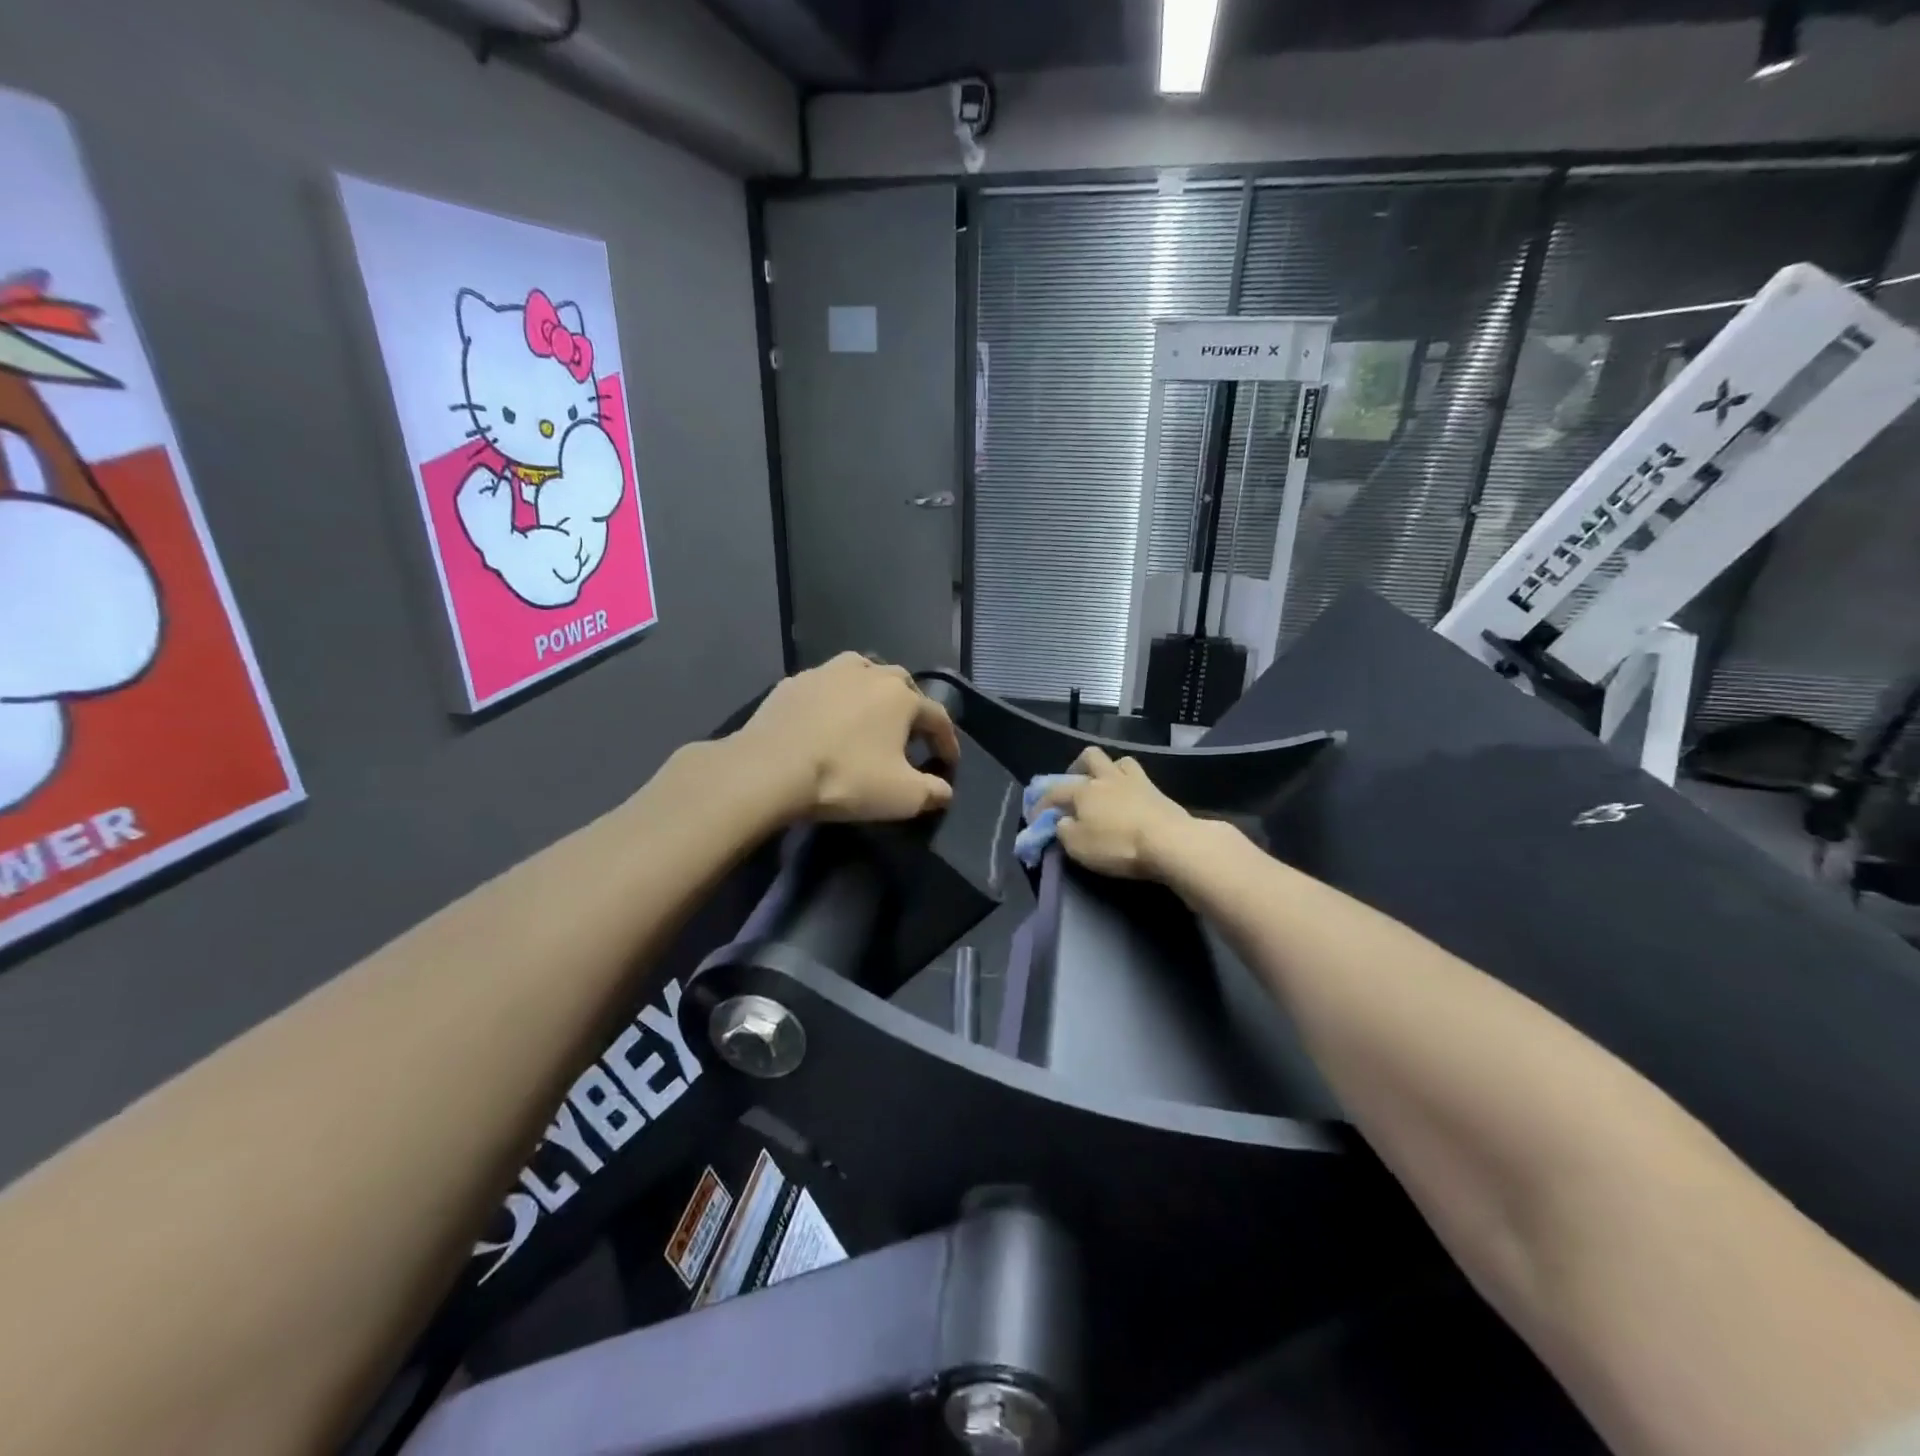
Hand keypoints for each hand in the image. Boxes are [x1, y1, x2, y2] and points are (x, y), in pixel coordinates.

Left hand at [736, 653, 959, 823]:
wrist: (770, 768)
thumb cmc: (846, 778)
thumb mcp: (902, 797)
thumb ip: (933, 793)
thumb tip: (944, 791)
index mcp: (902, 697)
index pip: (938, 718)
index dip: (947, 742)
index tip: (948, 764)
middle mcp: (869, 673)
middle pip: (902, 686)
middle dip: (912, 709)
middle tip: (909, 736)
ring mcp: (828, 672)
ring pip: (863, 672)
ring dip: (873, 691)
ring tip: (870, 714)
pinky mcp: (794, 681)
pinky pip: (825, 685)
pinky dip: (835, 698)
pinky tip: (827, 717)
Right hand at [1033, 747, 1197, 879]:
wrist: (1169, 842)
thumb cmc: (1117, 845)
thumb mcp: (1078, 846)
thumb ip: (1064, 831)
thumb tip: (1062, 822)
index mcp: (1083, 791)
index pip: (1054, 792)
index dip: (1041, 804)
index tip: (1035, 818)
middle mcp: (1106, 778)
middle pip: (1090, 757)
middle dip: (1077, 767)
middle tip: (1075, 785)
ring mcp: (1135, 781)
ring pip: (1118, 761)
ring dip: (1109, 770)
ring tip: (1106, 787)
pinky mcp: (1158, 792)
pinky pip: (1139, 777)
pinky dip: (1130, 784)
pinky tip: (1130, 797)